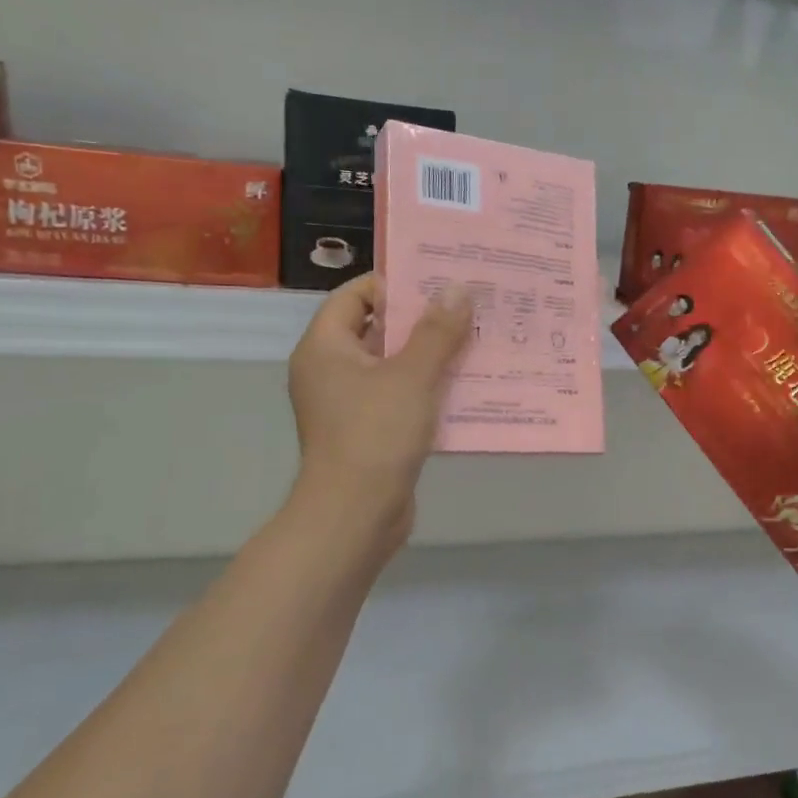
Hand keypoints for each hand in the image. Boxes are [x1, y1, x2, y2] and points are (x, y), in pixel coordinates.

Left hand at [287, 274, 472, 544]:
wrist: (356, 514)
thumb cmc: (376, 434)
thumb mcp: (412, 376)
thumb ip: (436, 331)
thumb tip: (456, 288)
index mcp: (325, 347)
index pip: (354, 296)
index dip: (394, 285)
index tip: (437, 284)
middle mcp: (329, 371)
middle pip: (375, 330)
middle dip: (420, 320)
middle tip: (465, 309)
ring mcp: (346, 404)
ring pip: (391, 366)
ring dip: (428, 356)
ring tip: (473, 342)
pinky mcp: (367, 432)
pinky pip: (397, 397)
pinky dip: (425, 389)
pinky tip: (463, 386)